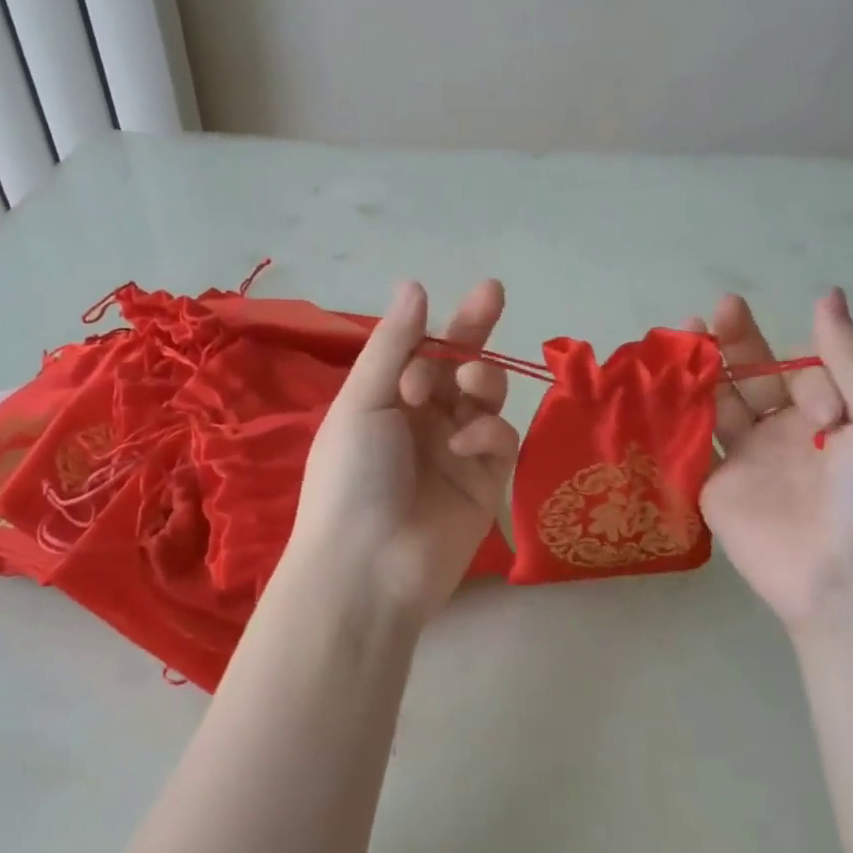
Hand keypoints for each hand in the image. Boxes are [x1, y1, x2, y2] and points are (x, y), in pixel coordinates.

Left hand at [286, 279, 519, 620]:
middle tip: (492, 297)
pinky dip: (488, 433)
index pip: (425, 351)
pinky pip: (500, 441)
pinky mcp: (485, 484)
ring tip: (467, 386)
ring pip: (486, 399)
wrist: (368, 566)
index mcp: (386, 401)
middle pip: (460, 368)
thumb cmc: (352, 476)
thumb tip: (415, 285)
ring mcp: (456, 454)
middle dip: (475, 334)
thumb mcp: (363, 401)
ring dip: (481, 381)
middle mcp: (422, 422)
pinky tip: (465, 445)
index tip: (480, 292)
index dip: (450, 323)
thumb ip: (394, 344)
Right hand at [689, 289, 852, 632]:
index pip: (797, 368)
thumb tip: (827, 294)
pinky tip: (657, 391)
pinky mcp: (714, 489)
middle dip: (732, 343)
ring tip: (675, 341)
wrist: (850, 580)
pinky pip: (691, 448)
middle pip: (750, 377)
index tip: (806, 395)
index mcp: (828, 414)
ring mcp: (746, 462)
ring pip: (715, 407)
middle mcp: (783, 433)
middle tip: (712, 310)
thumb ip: (849, 358)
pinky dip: (674, 421)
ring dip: (698, 375)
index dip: (791, 361)